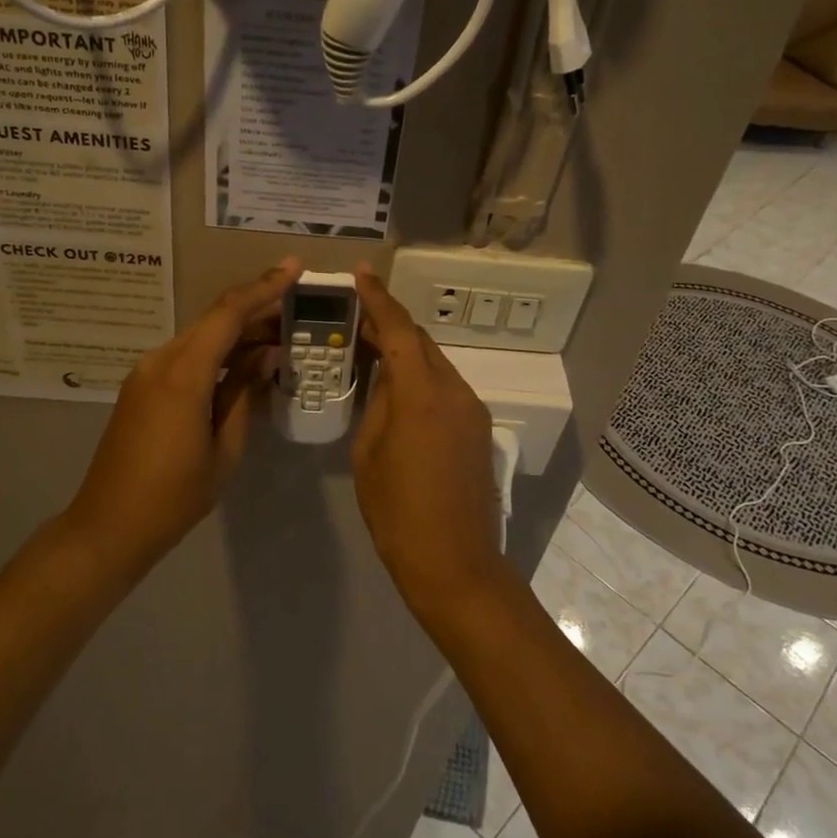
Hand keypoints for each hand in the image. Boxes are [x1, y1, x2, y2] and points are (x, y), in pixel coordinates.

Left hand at [62, 258, 300, 569]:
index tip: (294, 268)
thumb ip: (244, 392)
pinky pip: (186, 356)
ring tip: (280, 335)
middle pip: (214, 321)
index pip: (228, 314)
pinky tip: (243, 361)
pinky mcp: (142, 386)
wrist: (110, 525)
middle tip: (297, 309)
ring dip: (237, 332)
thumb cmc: (175, 495)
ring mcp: (146, 372)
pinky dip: (217, 352)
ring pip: (200, 337)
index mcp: (182, 374)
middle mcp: (160, 361)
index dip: (264, 288)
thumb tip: (267, 354)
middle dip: (256, 309)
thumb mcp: (224, 447)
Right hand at [351, 265, 509, 609]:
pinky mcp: (479, 429)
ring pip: (436, 364)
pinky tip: (399, 391)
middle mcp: (455, 391)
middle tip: (357, 319)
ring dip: (407, 353)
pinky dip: (421, 379)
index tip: (361, 274)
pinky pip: (446, 388)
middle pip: (421, 342)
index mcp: (422, 394)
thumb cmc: (398, 512)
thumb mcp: (369, 454)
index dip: (379, 299)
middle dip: (390, 325)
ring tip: (373, 354)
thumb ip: (379, 405)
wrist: (455, 563)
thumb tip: (387, 381)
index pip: (400, 330)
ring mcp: (472, 410)